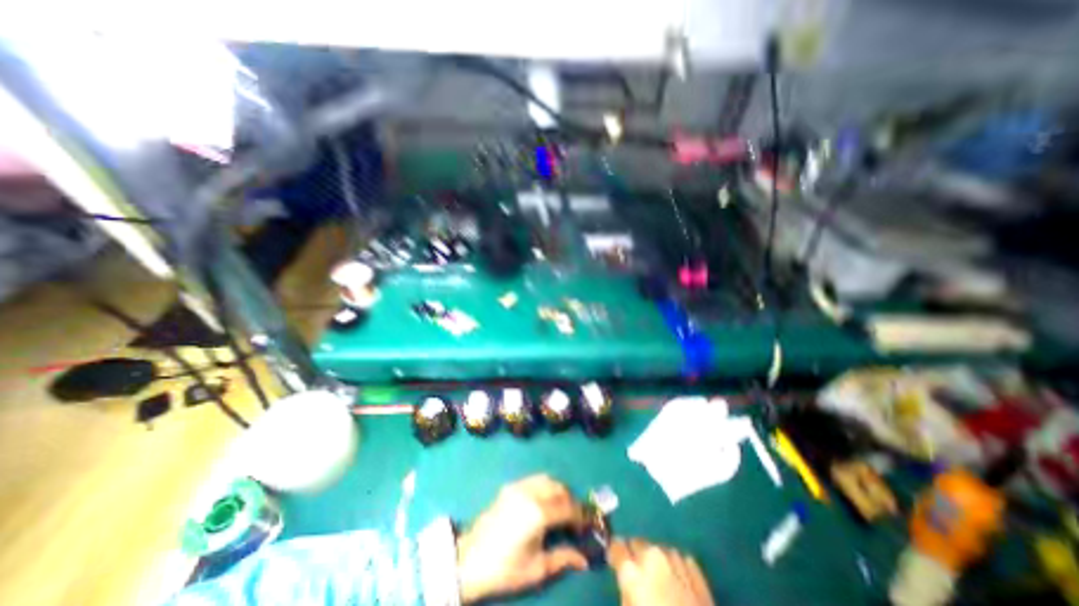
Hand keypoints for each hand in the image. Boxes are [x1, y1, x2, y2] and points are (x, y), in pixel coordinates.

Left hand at [455, 475, 587, 602]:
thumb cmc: (504, 568)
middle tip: (575, 519)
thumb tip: (584, 559)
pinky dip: (545, 487)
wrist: (469, 560)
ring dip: (559, 491)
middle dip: (571, 501)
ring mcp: (519, 486)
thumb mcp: (537, 569)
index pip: (568, 507)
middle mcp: (530, 492)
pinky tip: (545, 502)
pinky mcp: (510, 486)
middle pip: (560, 488)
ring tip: (561, 509)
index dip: (581, 516)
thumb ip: (563, 558)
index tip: (586, 527)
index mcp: (538, 513)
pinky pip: (534, 480)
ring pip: (547, 479)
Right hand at [609, 540, 714, 604]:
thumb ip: (625, 590)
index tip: (614, 562)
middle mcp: (653, 556)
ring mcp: (676, 560)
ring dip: (655, 559)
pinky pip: (678, 559)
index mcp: (633, 569)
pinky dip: (674, 566)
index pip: (616, 546)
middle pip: (637, 543)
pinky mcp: (696, 570)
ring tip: (659, 579)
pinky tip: (676, 581)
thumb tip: (626, 580)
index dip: (614, 554)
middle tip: (637, 574)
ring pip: (658, 549)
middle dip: (635, 555)